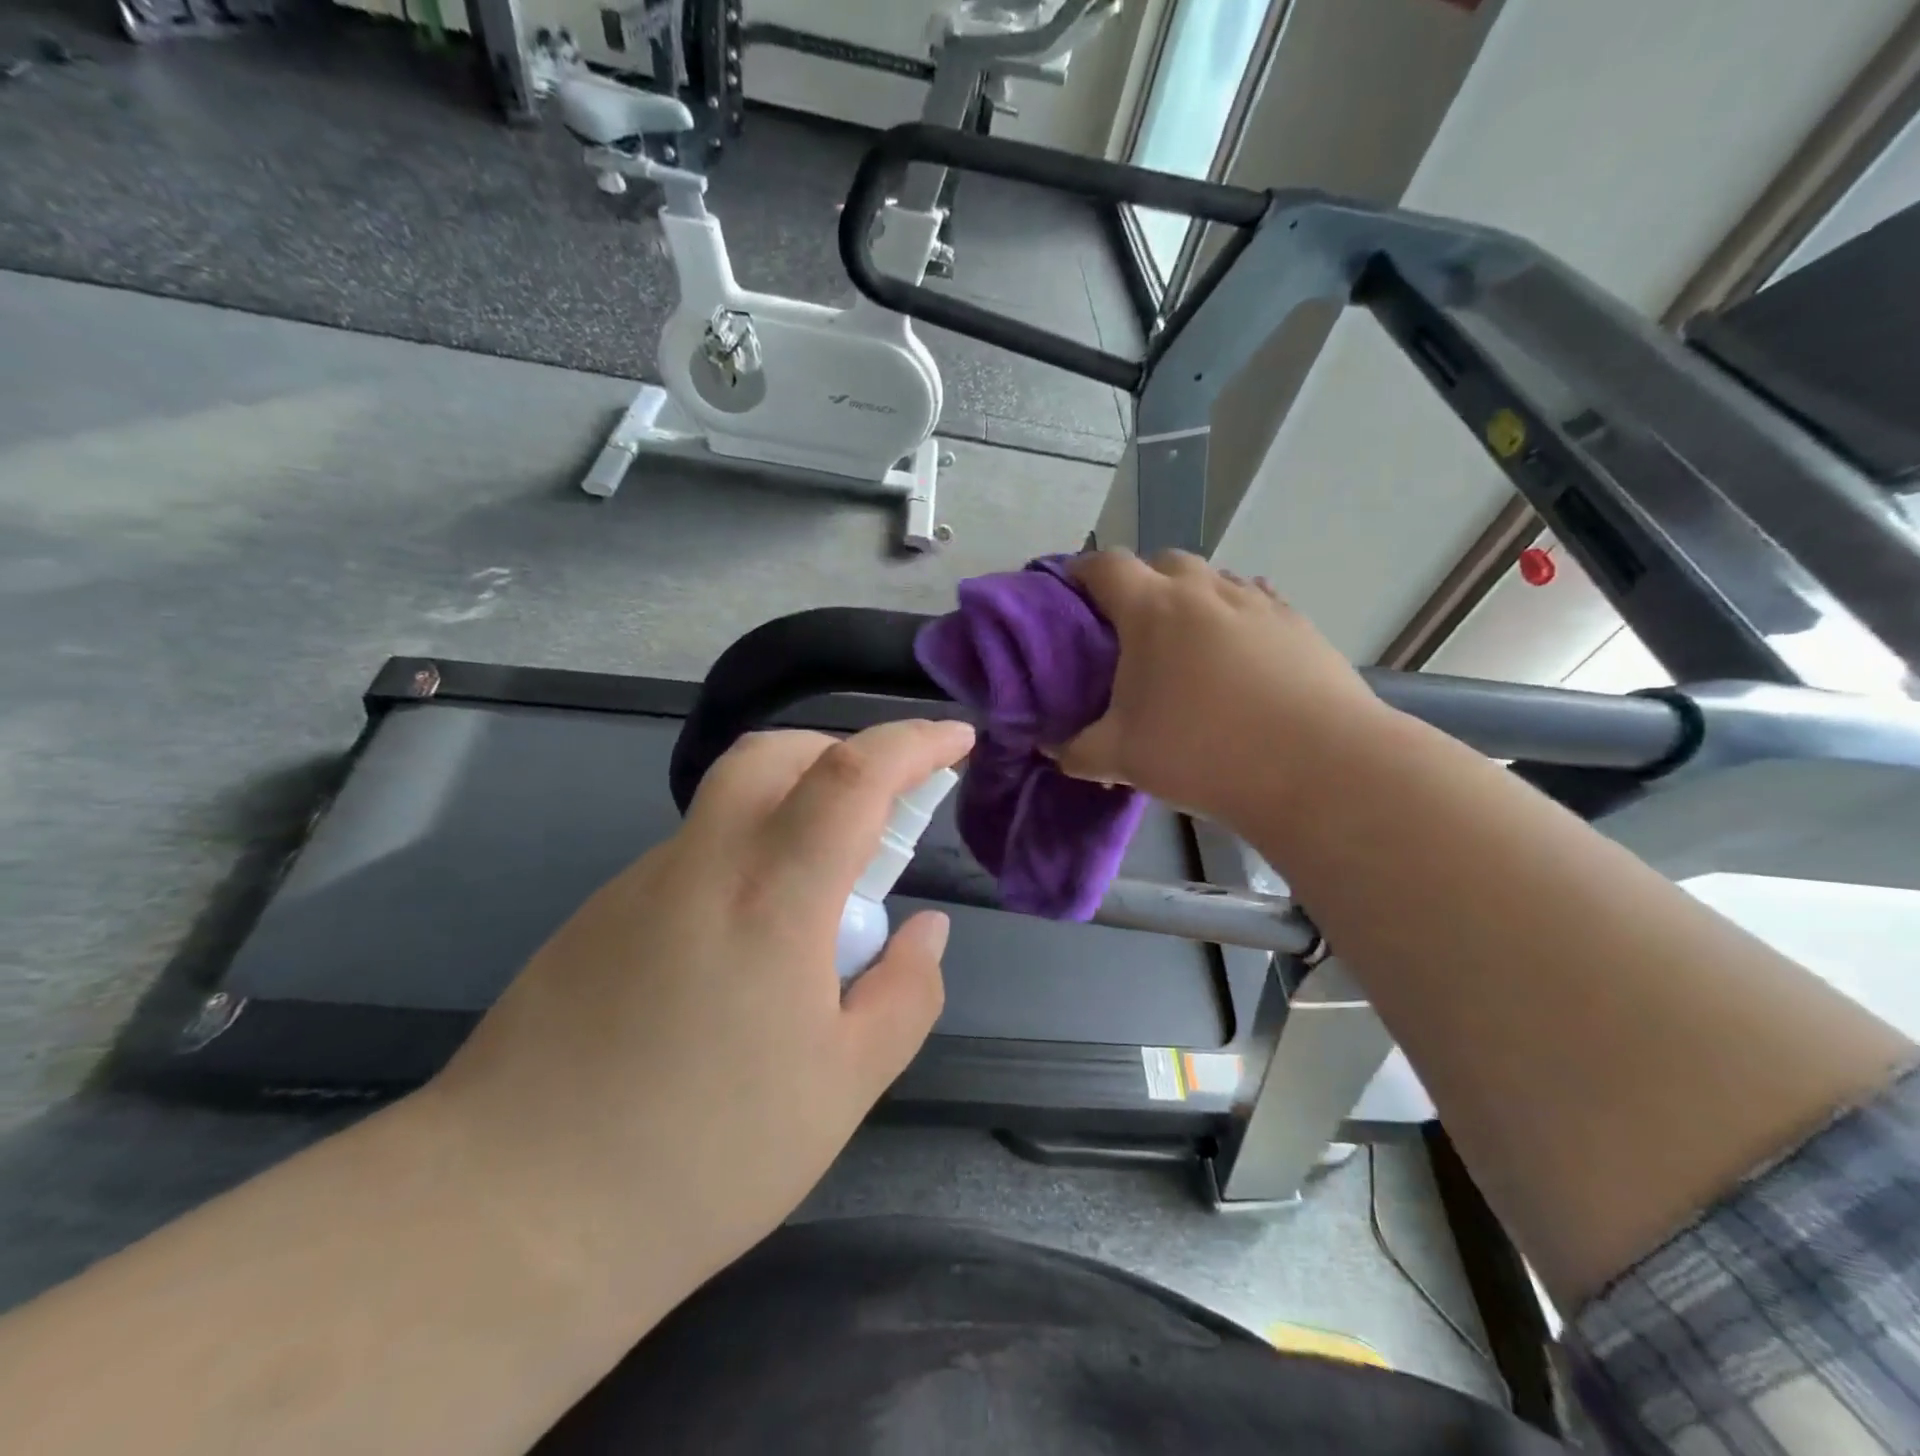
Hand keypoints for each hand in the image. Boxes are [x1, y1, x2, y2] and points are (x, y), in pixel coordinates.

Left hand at [429, 718, 975, 1296]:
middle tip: (880, 811)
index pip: (854, 774)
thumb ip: (904, 993)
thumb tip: (926, 930)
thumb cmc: (701, 1157)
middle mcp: (702, 863)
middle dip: (841, 754)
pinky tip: (743, 953)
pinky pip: (692, 855)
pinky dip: (743, 860)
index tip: (957, 740)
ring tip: (818, 902)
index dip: (914, 742)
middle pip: (774, 753)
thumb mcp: (843, 1086)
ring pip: (729, 803)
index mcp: (773, 895)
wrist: (506, 1220)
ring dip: (790, 812)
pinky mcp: (598, 917)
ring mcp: (638, 884)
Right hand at [1058, 550, 1386, 821]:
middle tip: (1131, 627)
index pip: (1105, 566)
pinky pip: (1256, 601)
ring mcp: (1258, 602)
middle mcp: (1204, 590)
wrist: (1318, 768)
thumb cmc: (1203, 753)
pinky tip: (1239, 654)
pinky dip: (1236, 615)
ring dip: (1192, 597)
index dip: (1082, 572)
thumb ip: (1076, 751)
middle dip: (1142, 582)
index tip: (1071, 593)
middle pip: (1163, 561)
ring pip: (1214, 578)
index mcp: (1152, 609)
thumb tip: (1051, 750)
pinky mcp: (1299, 623)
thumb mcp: (1122, 759)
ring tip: (1187, 642)